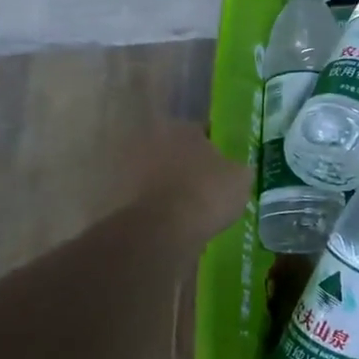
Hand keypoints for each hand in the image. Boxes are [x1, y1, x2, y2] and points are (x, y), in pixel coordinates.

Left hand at [114, 122, 250, 245]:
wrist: (162, 230)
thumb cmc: (207, 193)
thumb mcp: (240, 179)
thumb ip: (237, 170)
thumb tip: (236, 171)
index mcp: (183, 128)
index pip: (203, 131)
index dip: (215, 148)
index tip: (223, 165)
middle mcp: (153, 140)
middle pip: (176, 151)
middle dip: (188, 165)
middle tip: (204, 184)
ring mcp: (131, 168)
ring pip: (159, 174)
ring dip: (170, 185)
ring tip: (189, 207)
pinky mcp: (118, 196)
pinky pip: (146, 198)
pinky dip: (157, 206)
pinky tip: (173, 221)